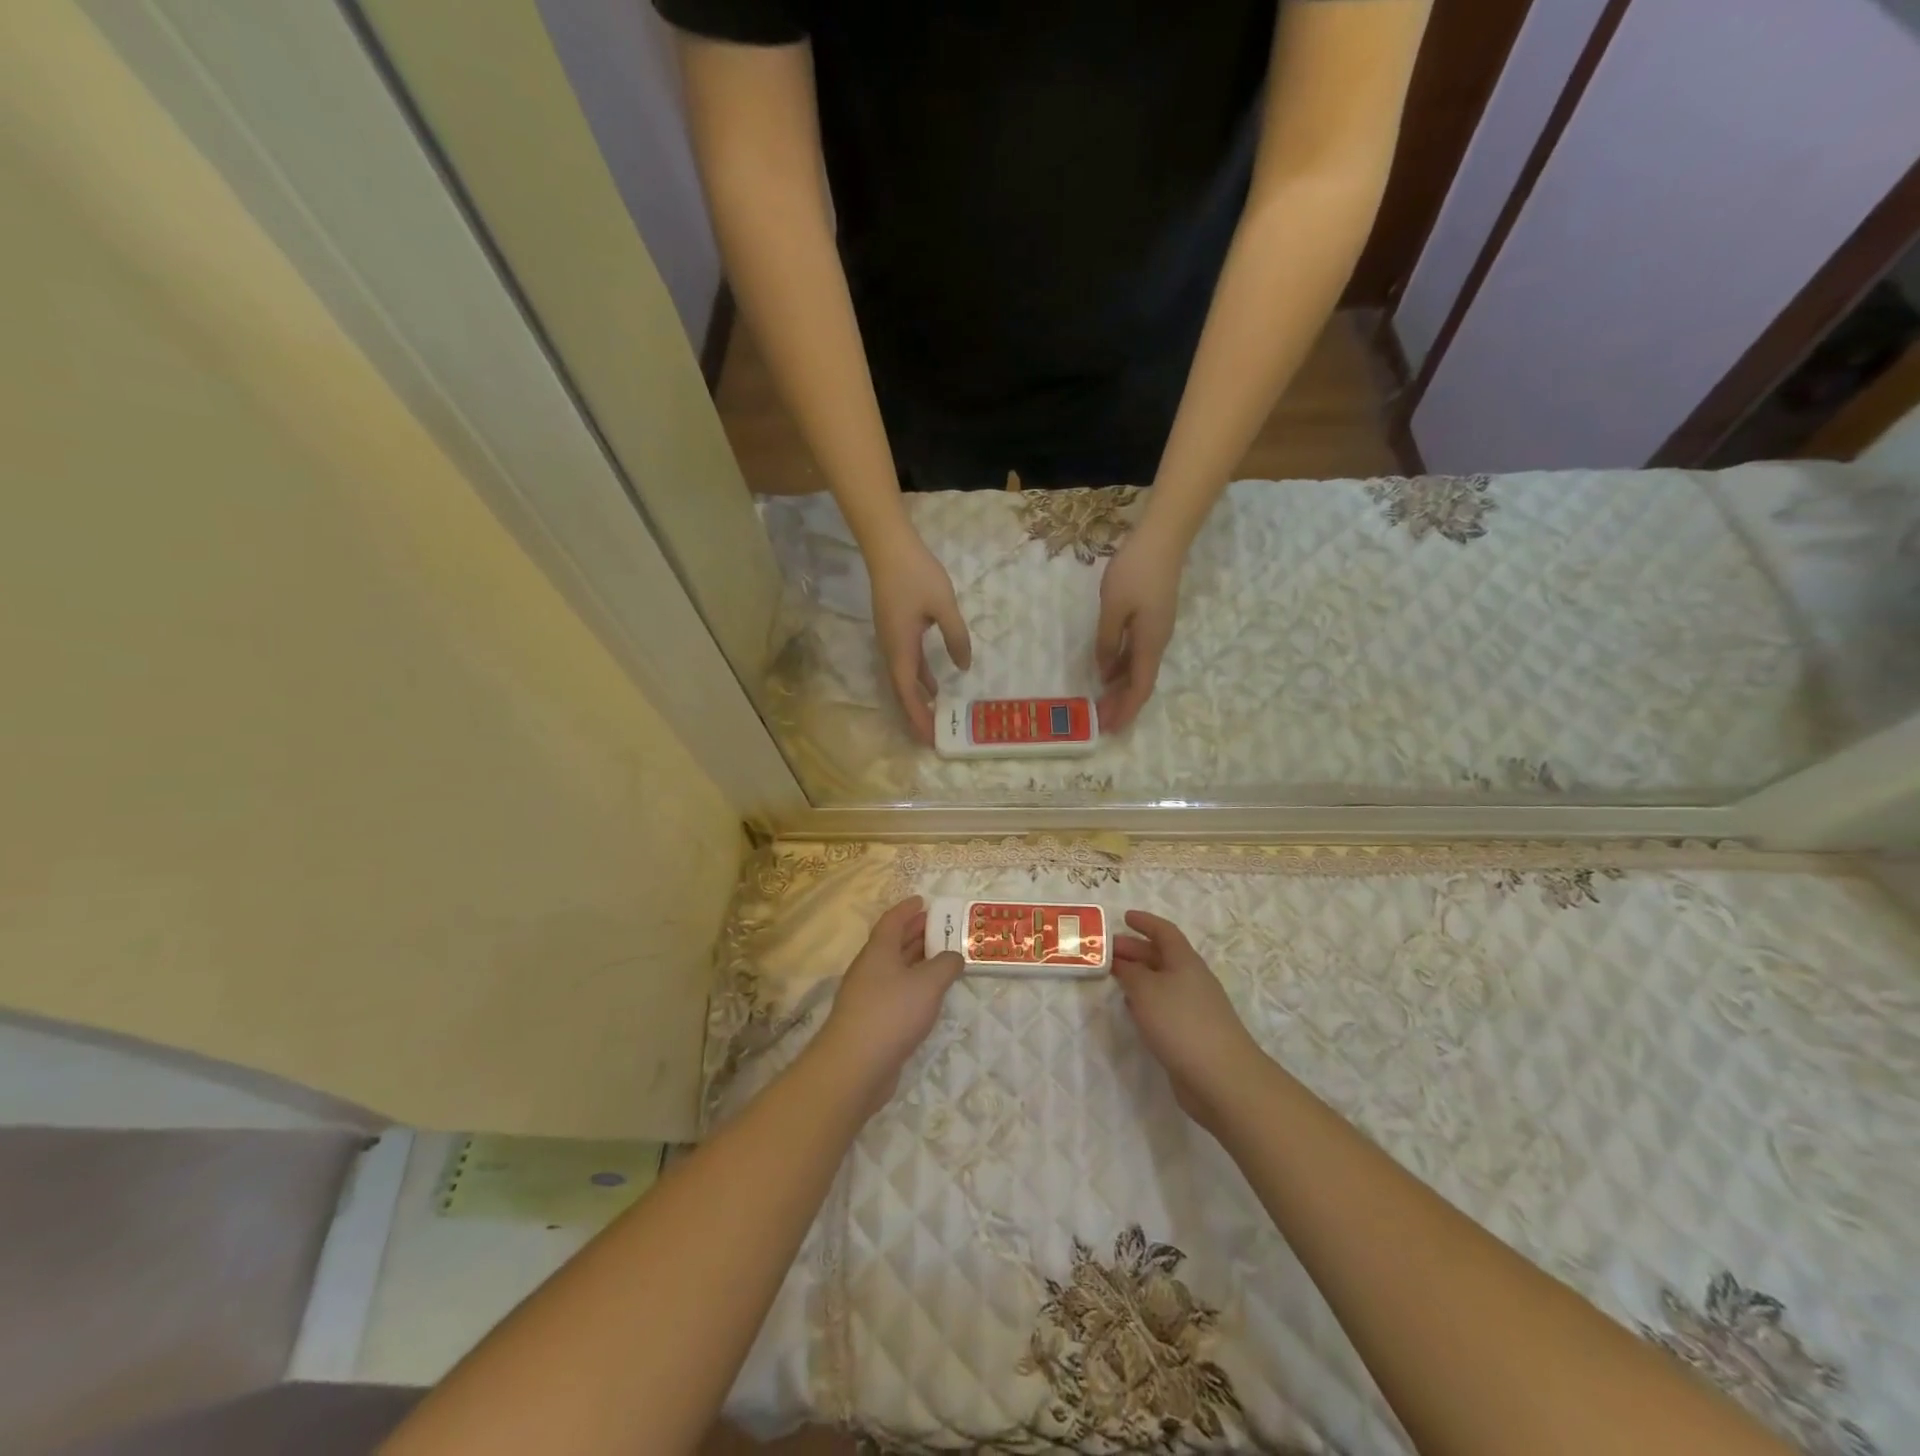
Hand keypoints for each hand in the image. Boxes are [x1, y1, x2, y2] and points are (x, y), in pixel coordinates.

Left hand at [816, 896, 964, 1116]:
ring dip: (916, 960)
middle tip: (940, 926)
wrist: (855, 1066)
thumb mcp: (928, 984)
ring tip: (942, 957)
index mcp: (878, 951)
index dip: (907, 909)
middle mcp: (870, 969)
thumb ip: (946, 965)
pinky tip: (929, 995)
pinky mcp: (871, 1022)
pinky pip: (895, 992)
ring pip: (894, 969)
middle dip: (915, 932)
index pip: (892, 921)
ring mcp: (867, 997)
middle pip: (893, 943)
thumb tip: (954, 956)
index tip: (923, 901)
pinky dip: (913, 986)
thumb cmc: (892, 1013)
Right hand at [867, 522, 971, 743]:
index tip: (930, 738)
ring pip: (903, 679)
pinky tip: (933, 686)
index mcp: (900, 647)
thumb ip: (956, 637)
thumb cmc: (916, 574)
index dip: (918, 716)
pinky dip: (919, 680)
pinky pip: (906, 665)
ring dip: (917, 700)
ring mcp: (891, 640)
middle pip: (902, 691)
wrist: (888, 546)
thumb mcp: (944, 606)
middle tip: (933, 737)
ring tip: (936, 718)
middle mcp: (891, 649)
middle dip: (917, 716)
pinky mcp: (895, 631)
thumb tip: (964, 667)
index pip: (907, 691)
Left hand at [1095, 522, 1183, 731]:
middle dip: (1121, 704)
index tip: (1110, 728)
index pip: (1139, 687)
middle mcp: (1157, 643)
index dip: (1125, 709)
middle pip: (1140, 682)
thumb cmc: (1135, 571)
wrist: (1163, 539)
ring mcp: (1156, 632)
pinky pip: (1138, 654)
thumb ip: (1107, 641)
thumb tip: (1105, 672)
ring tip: (1102, 704)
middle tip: (1100, 722)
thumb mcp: (1113, 608)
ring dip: (1121, 689)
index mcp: (1150, 643)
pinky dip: (1123, 669)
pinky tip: (1108, 673)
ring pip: (1139, 669)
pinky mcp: (1152, 621)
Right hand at [1112, 910, 1265, 1129]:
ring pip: (1162, 982)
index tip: (1124, 917)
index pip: (1164, 931)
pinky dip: (1146, 1001)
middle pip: (1161, 956)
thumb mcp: (1146, 990)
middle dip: (1135, 950)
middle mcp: (1191, 979)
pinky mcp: (1192, 1033)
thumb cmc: (1181, 1023)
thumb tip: (1122, 962)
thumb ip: (1130, 972)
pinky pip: (1164, 1006)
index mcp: (1185, 961)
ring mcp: (1194, 1008)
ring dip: (1139, 976)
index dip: (1145, 922)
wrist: (1222, 1078)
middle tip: (1108, 951)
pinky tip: (1132, 1009)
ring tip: (1114, 977)